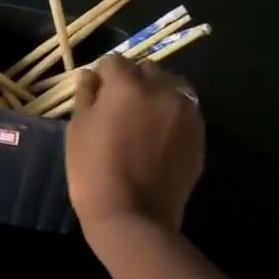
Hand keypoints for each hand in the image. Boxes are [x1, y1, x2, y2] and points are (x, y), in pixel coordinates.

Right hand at [66, 54, 204, 235]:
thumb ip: (86, 96)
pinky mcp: (200, 135)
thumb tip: (89, 76)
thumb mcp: (78, 129)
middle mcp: (162, 90)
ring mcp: (186, 113)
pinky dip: (172, 115)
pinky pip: (185, 112)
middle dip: (132, 81)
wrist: (133, 216)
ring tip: (143, 119)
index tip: (95, 94)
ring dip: (156, 94)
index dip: (102, 76)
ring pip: (171, 87)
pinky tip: (158, 137)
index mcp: (128, 85)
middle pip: (147, 69)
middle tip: (119, 107)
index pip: (114, 61)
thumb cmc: (93, 171)